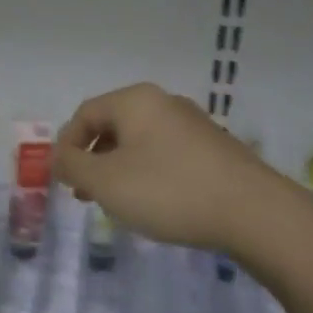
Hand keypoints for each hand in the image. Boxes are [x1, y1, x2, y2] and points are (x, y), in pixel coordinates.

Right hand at [55, 84, 282, 255]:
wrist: (253, 211)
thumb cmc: (168, 190)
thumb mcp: (106, 181)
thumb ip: (73, 166)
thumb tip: (59, 156)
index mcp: (135, 101)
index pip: (85, 113)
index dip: (67, 145)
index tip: (63, 180)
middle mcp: (164, 102)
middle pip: (113, 125)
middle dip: (93, 159)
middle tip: (86, 194)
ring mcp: (193, 124)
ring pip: (140, 142)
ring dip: (119, 169)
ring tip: (117, 203)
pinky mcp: (214, 148)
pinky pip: (166, 154)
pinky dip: (148, 173)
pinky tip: (154, 203)